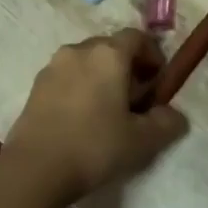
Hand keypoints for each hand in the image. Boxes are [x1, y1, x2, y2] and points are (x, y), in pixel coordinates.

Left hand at [4, 29, 188, 203]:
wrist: (35, 169)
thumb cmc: (95, 146)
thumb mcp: (142, 140)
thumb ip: (165, 123)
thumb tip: (173, 115)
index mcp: (108, 55)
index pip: (137, 37)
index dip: (152, 54)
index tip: (158, 80)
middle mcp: (79, 50)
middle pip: (110, 47)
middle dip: (127, 66)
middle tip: (136, 97)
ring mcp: (53, 67)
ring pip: (86, 61)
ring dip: (101, 76)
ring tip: (108, 109)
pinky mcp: (35, 86)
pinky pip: (67, 77)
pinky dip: (80, 87)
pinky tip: (82, 117)